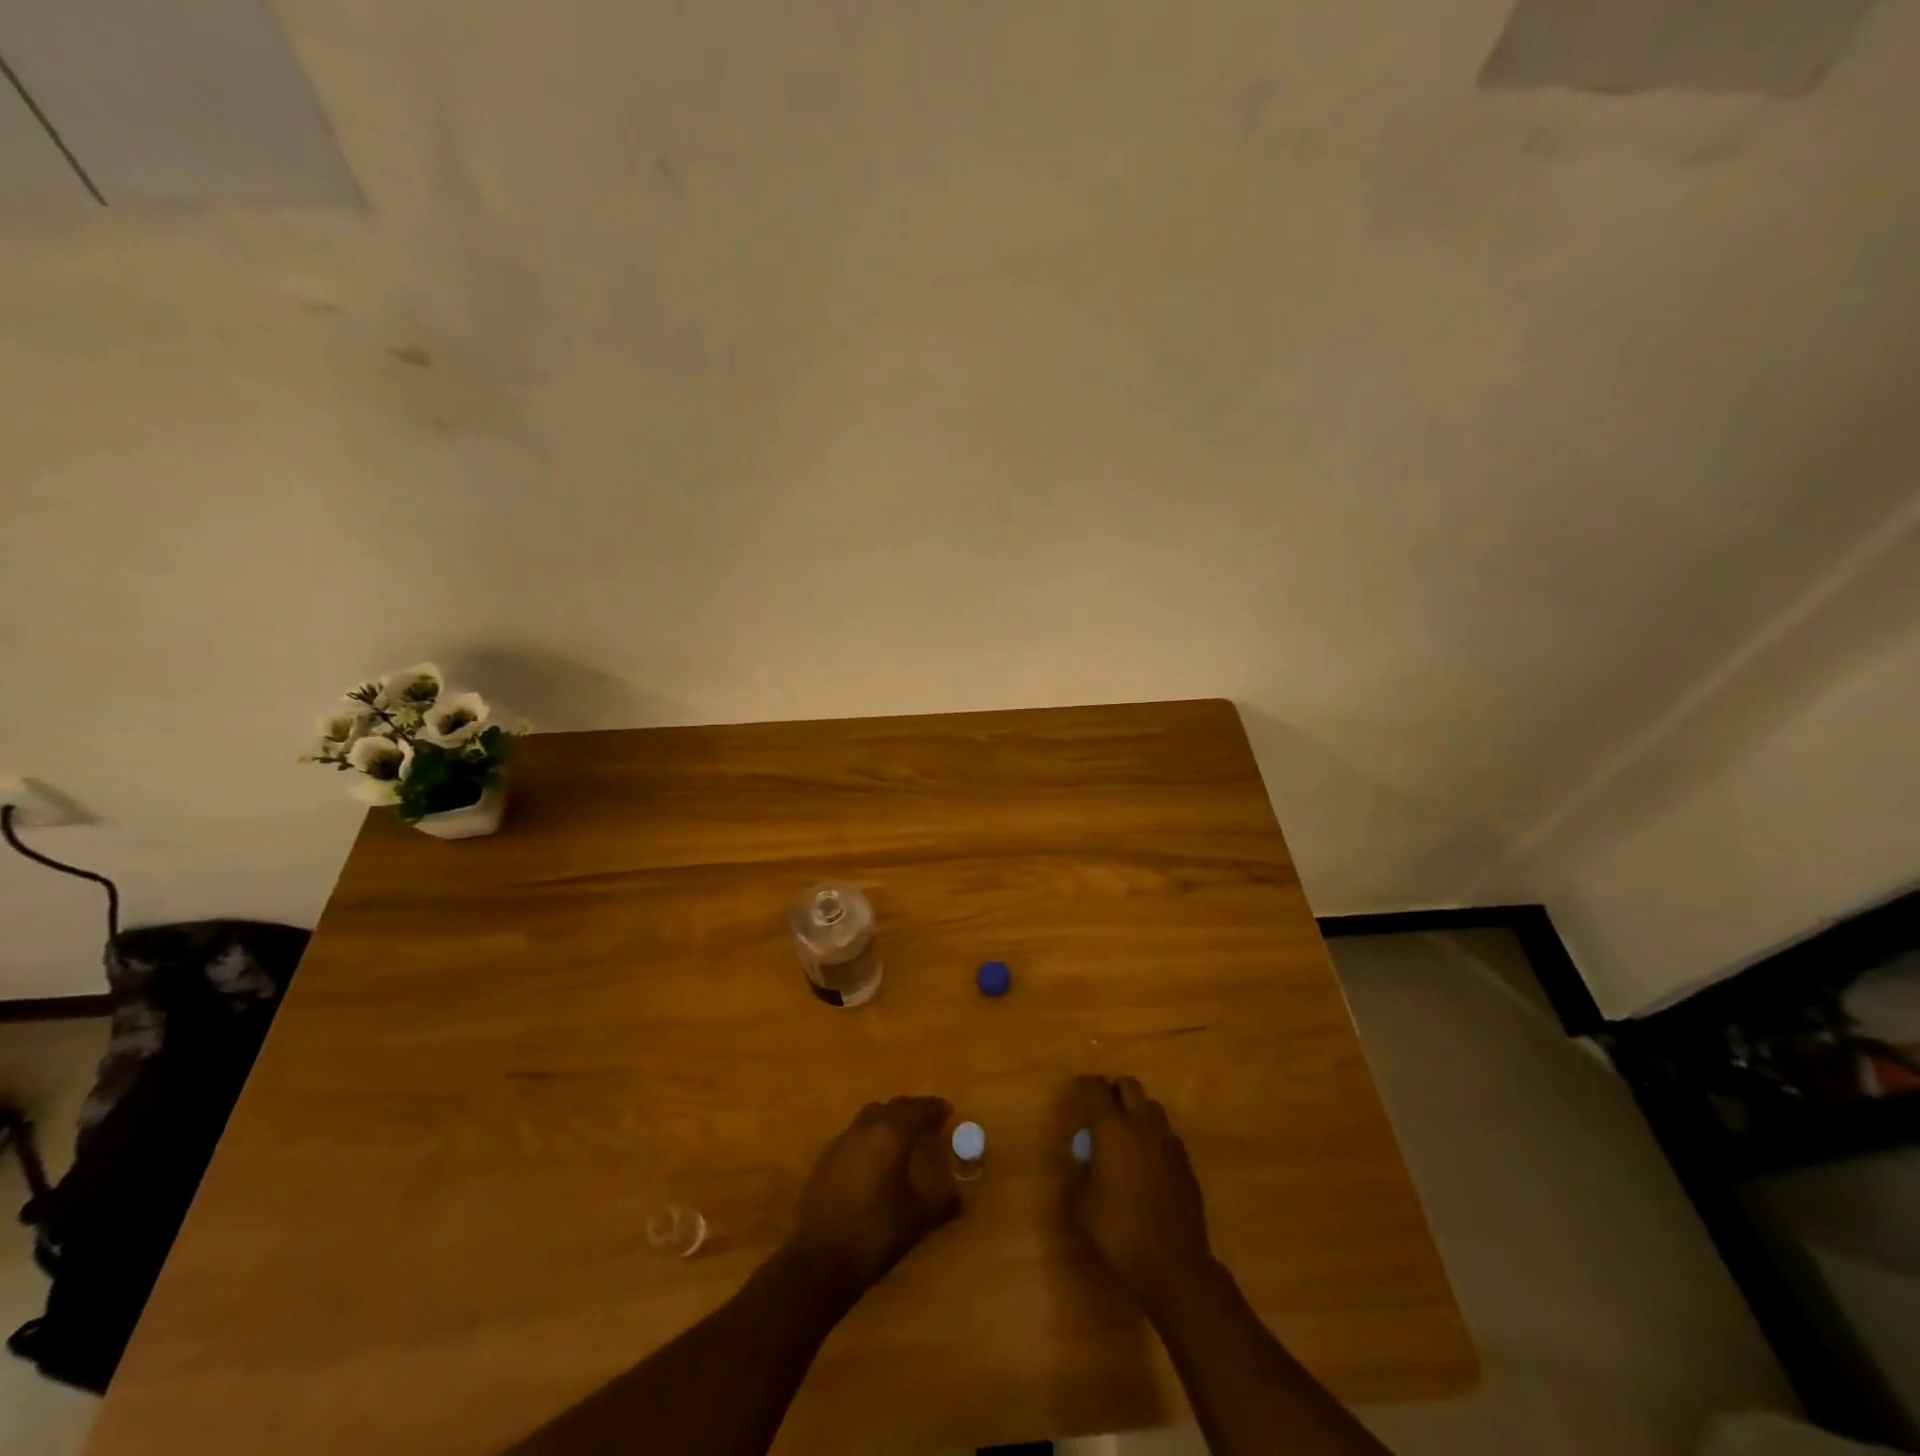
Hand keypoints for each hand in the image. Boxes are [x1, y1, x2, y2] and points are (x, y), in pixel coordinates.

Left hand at [788, 1096, 959, 1300]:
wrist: (819, 1260)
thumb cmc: (874, 1235)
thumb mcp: (917, 1221)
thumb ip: (941, 1203)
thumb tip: (959, 1197)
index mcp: (891, 1135)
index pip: (919, 1110)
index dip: (935, 1109)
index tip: (948, 1112)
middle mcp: (866, 1128)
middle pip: (894, 1107)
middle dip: (913, 1110)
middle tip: (928, 1122)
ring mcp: (842, 1141)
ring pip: (871, 1116)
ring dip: (889, 1119)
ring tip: (902, 1137)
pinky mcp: (826, 1158)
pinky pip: (854, 1134)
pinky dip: (870, 1136)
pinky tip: (874, 1160)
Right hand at [1068, 1075, 1212, 1309]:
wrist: (1172, 1263)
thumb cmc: (1119, 1230)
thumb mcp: (1082, 1205)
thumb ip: (1080, 1173)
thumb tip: (1084, 1161)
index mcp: (1113, 1128)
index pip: (1096, 1088)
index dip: (1085, 1085)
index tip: (1077, 1091)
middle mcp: (1143, 1125)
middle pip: (1129, 1085)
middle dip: (1114, 1091)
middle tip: (1102, 1111)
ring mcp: (1169, 1142)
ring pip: (1152, 1107)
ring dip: (1137, 1111)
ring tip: (1126, 1136)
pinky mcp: (1186, 1163)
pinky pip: (1167, 1134)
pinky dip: (1153, 1137)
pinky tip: (1147, 1163)